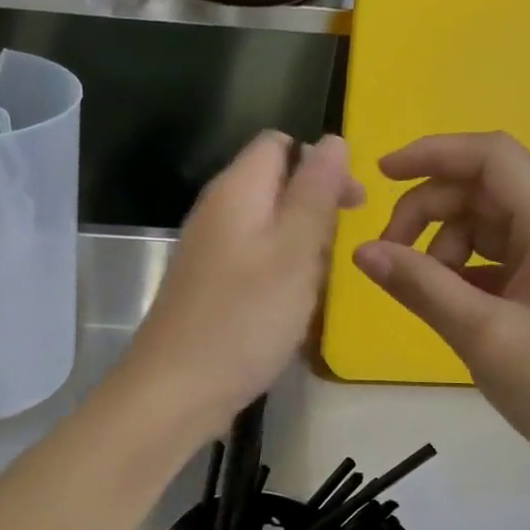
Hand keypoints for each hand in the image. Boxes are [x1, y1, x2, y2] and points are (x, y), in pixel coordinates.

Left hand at [122, 132, 363, 441]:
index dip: (322, 162)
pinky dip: (280, 275)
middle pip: (275, 185)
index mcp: (235, 191)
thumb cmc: (244, 318)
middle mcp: (217, 212)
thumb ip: (315, 192)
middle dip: (315, 210)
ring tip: (317, 286)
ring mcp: (208, 251)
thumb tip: (333, 140)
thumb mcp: (294, 250)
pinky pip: (254, 262)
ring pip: (268, 228)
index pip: (279, 145)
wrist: (176, 390)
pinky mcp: (208, 286)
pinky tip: (291, 308)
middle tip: (339, 253)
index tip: (354, 203)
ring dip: (301, 248)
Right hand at [351, 132, 529, 488]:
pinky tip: (445, 303)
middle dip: (428, 210)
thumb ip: (420, 286)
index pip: (491, 157)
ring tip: (423, 291)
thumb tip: (362, 251)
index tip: (381, 174)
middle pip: (483, 189)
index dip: (433, 153)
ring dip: (442, 244)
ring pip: (486, 224)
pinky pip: (497, 258)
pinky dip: (462, 270)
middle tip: (387, 255)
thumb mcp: (483, 336)